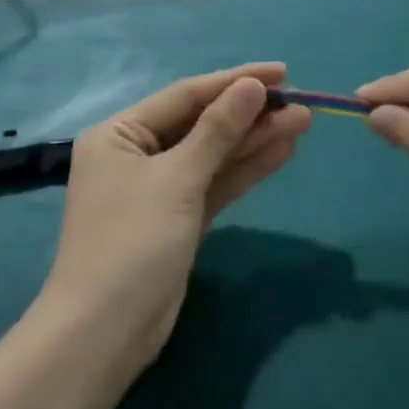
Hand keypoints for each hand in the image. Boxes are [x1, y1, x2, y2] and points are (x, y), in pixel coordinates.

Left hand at [42, 63, 312, 368]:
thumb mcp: (177, 179)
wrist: (104, 336)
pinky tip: (283, 151)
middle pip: (203, 123)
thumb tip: (252, 86)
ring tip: (303, 122)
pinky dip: (247, 169)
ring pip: (215, 154)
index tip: (282, 72)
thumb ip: (218, 130)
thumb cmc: (131, 243)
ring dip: (256, 139)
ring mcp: (160, 188)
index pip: (187, 95)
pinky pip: (216, 183)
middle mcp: (138, 154)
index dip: (236, 81)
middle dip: (251, 114)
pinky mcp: (179, 218)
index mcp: (120, 133)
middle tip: (301, 103)